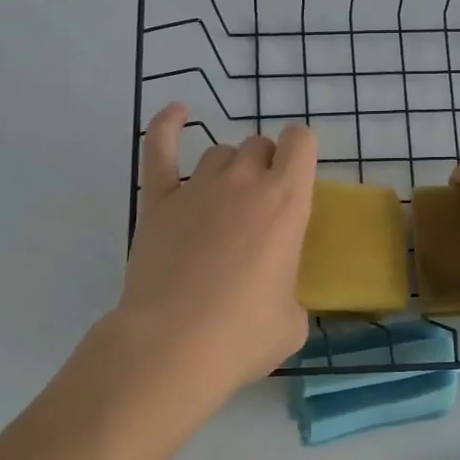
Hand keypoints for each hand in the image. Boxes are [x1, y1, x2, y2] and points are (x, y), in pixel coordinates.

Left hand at [111, 103, 316, 398]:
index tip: (299, 173)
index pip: (301, 142)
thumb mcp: (292, 321)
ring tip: (226, 198)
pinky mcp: (158, 202)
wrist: (172, 347)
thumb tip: (276, 296)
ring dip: (230, 166)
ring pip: (219, 152)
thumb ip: (290, 292)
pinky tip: (178, 113)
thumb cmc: (242, 336)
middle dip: (266, 165)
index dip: (302, 150)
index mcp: (287, 202)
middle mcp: (244, 183)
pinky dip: (168, 125)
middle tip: (262, 205)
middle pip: (259, 145)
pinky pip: (160, 148)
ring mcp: (197, 188)